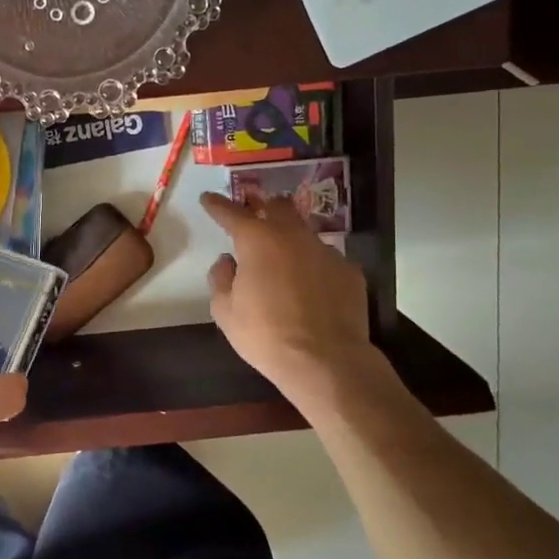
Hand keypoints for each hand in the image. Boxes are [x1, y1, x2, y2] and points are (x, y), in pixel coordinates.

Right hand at [201, 191, 374, 401]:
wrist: (326, 361)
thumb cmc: (266, 335)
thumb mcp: (226, 312)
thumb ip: (220, 279)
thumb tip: (227, 261)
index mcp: (257, 241)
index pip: (232, 213)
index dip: (217, 204)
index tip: (208, 198)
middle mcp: (293, 236)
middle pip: (277, 206)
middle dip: (262, 207)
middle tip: (253, 218)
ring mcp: (326, 251)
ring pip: (304, 232)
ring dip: (290, 238)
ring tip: (283, 259)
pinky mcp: (350, 270)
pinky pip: (325, 259)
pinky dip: (313, 266)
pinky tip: (311, 287)